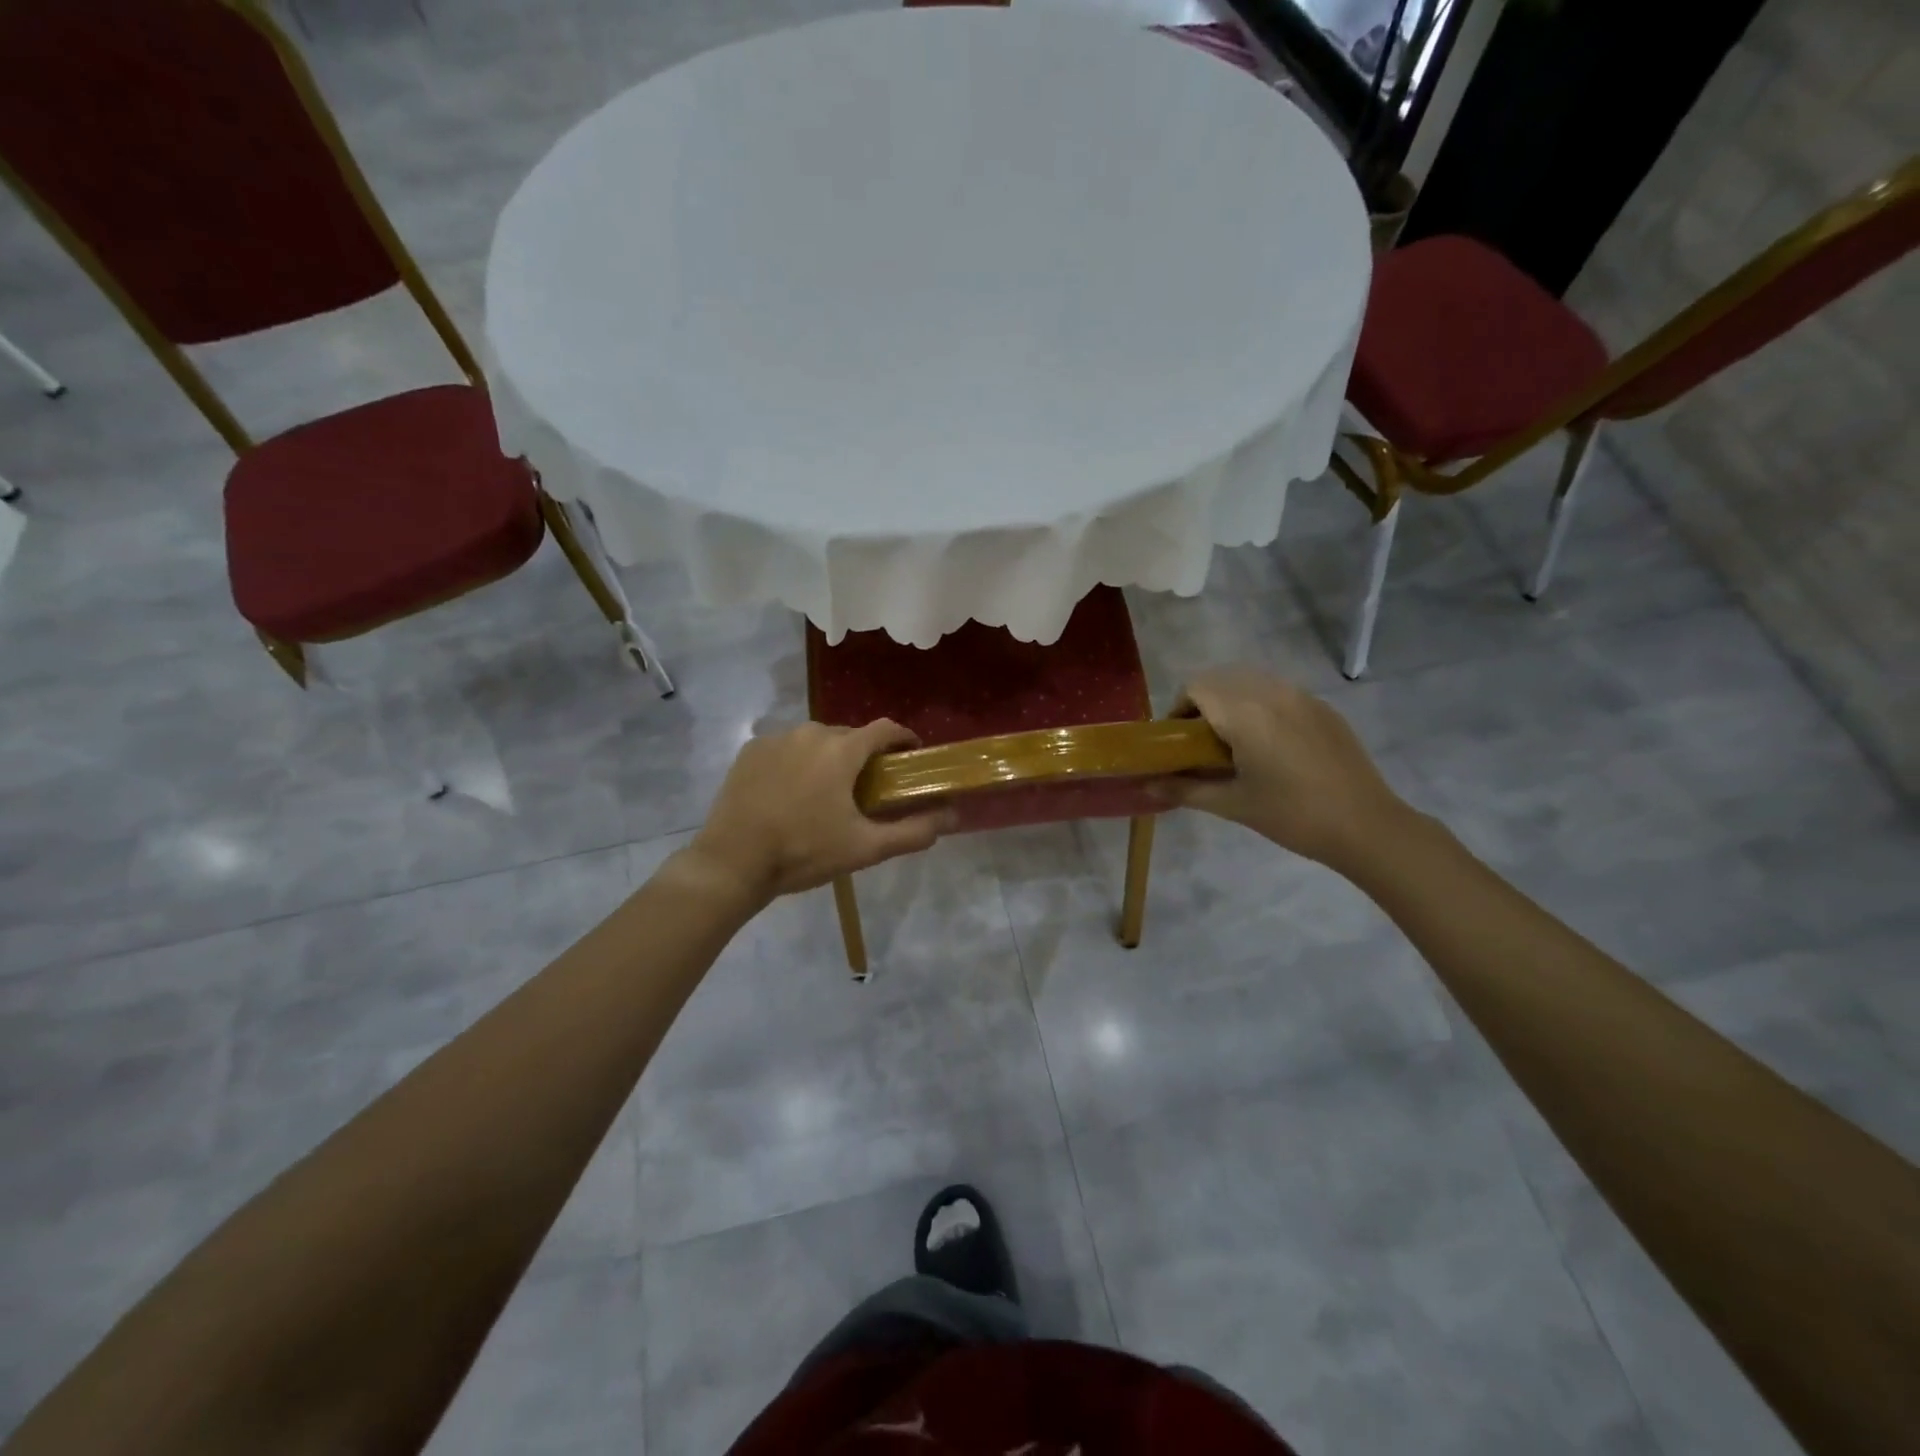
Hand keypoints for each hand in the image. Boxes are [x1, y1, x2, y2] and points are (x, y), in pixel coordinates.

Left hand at [685, 720, 954, 900]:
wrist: (732, 863)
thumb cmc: (804, 852)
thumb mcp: (866, 848)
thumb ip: (914, 831)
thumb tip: (954, 817)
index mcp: (842, 749)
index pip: (885, 729)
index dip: (904, 739)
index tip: (912, 757)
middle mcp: (810, 732)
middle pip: (850, 735)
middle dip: (864, 756)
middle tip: (867, 788)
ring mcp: (775, 739)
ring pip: (815, 741)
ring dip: (828, 759)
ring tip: (826, 793)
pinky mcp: (750, 751)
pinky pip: (785, 749)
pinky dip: (796, 763)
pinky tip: (791, 794)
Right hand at [1155, 667, 1414, 874]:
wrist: (1366, 826)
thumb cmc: (1291, 816)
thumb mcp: (1232, 804)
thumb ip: (1184, 790)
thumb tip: (1146, 787)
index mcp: (1244, 713)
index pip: (1195, 687)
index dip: (1178, 709)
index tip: (1178, 741)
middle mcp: (1271, 692)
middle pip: (1222, 679)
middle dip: (1203, 704)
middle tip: (1202, 745)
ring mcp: (1302, 697)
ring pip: (1252, 682)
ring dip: (1232, 702)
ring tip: (1236, 744)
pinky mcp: (1323, 708)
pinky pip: (1279, 693)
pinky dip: (1261, 707)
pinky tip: (1271, 748)